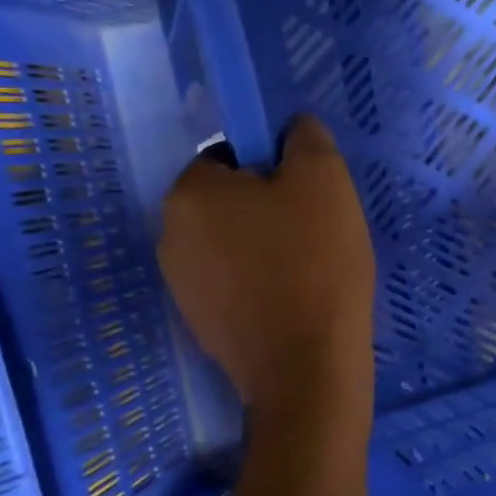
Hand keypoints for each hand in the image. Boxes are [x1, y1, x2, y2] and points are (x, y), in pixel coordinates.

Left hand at [158, 118, 376, 420]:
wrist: (306, 366)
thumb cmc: (315, 264)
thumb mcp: (325, 181)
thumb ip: (306, 138)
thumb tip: (292, 129)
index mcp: (191, 193)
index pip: (229, 157)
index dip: (274, 169)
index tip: (309, 198)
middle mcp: (170, 234)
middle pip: (228, 203)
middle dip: (268, 210)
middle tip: (316, 233)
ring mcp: (180, 285)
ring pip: (231, 246)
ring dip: (264, 248)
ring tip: (310, 271)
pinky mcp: (200, 324)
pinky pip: (233, 284)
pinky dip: (260, 285)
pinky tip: (295, 302)